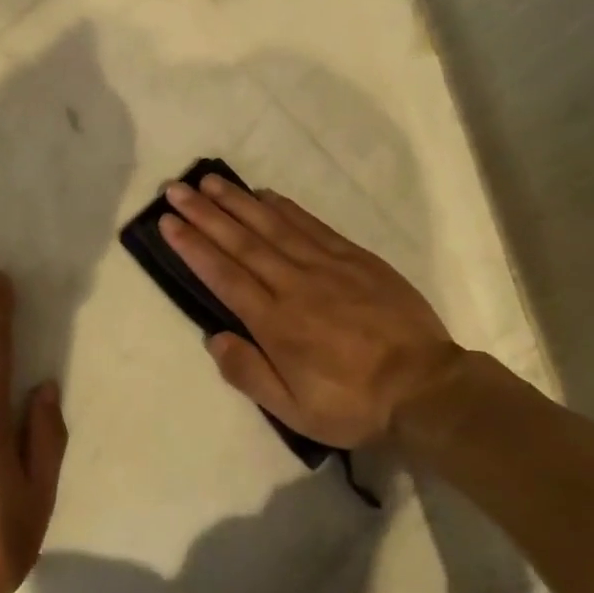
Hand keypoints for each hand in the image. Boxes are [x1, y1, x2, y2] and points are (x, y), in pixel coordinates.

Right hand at [160, 175, 469, 450]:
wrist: (425, 388)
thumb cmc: (353, 403)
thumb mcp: (295, 410)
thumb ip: (249, 373)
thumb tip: (214, 337)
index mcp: (275, 322)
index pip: (224, 275)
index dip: (193, 246)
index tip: (168, 221)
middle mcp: (294, 285)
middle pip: (241, 242)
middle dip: (205, 214)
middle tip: (176, 189)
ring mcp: (326, 266)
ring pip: (272, 226)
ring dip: (238, 202)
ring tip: (210, 182)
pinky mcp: (355, 258)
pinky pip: (312, 225)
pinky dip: (285, 208)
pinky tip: (266, 194)